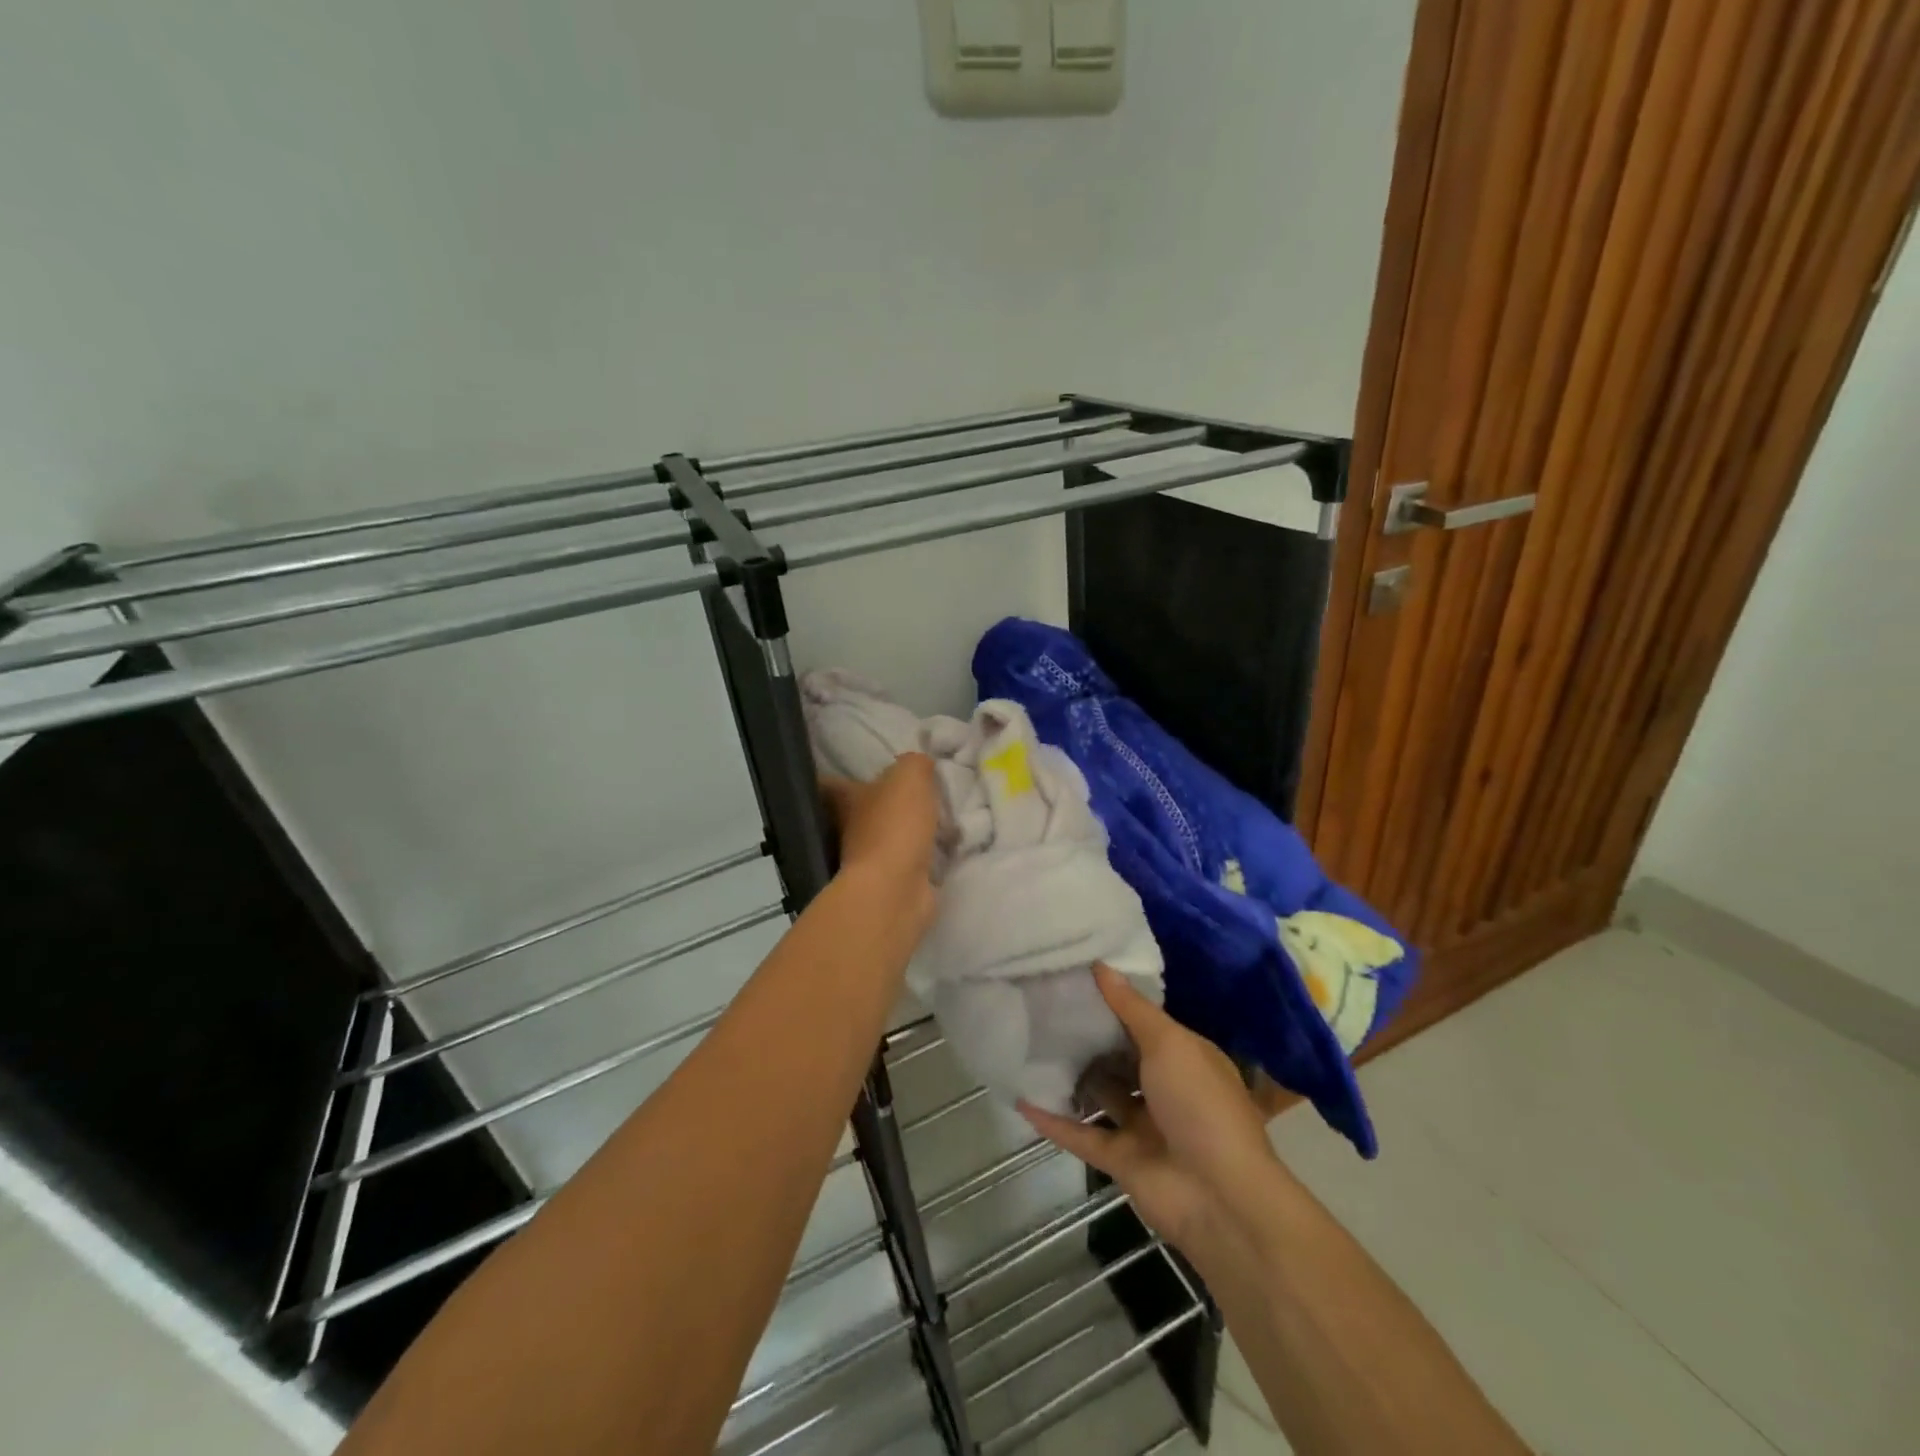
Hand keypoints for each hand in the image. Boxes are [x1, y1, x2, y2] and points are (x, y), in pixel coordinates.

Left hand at [820, 753, 940, 928]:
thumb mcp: (910, 777)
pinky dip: (920, 857)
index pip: (830, 784)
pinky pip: (907, 862)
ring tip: (934, 820)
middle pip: (859, 812)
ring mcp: (868, 861)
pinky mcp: (891, 884)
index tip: (854, 770)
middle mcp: (848, 830)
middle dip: (881, 804)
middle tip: (912, 794)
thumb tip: (920, 763)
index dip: (840, 776)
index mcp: (845, 800)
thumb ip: (915, 763)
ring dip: (904, 832)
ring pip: (885, 838)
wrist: (896, 888)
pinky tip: (940, 849)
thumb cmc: (894, 825)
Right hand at [1021, 965, 1284, 1255]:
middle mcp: (1166, 1089)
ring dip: (1072, 1077)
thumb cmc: (1200, 1104)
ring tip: (1029, 1045)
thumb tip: (1101, 965)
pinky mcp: (1121, 1160)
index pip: (1146, 1023)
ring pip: (1101, 1095)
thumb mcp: (1170, 1043)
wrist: (1220, 1198)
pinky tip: (1022, 1098)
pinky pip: (1082, 1135)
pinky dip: (1054, 1121)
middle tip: (1045, 1006)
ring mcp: (1143, 1127)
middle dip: (1090, 1038)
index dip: (1115, 1002)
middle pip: (1121, 1057)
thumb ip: (1131, 1008)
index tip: (1076, 979)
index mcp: (1186, 1057)